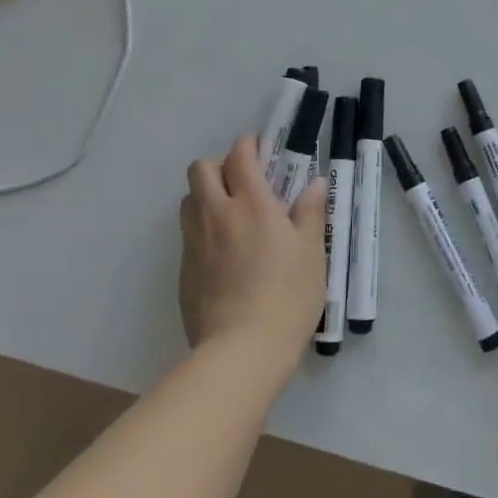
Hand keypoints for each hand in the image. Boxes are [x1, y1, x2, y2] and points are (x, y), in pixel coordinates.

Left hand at [179, 135, 326, 377]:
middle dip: (219, 166)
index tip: (263, 153)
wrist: (242, 351)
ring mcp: (194, 243)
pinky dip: (202, 231)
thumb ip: (310, 212)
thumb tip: (314, 183)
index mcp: (251, 203)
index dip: (249, 146)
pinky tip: (225, 257)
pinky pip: (188, 235)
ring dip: (206, 196)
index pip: (239, 155)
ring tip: (232, 217)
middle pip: (200, 169)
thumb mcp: (311, 252)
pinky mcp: (183, 271)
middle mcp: (216, 214)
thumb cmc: (287, 295)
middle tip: (244, 185)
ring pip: (188, 200)